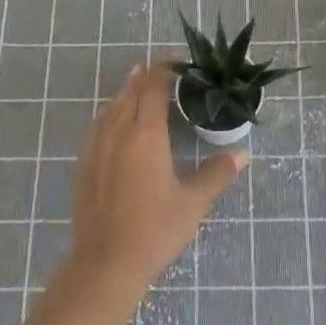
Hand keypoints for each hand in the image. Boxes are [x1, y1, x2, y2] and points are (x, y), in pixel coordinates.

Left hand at [69, 63, 248, 291]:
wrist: (105, 263)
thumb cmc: (154, 230)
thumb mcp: (193, 202)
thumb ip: (217, 173)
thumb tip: (242, 153)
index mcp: (145, 134)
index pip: (154, 87)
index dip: (166, 69)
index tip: (181, 62)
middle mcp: (117, 131)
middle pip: (130, 91)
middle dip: (147, 76)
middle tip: (167, 71)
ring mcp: (96, 147)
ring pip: (111, 106)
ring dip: (127, 92)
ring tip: (141, 85)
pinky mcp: (84, 163)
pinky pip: (98, 125)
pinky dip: (112, 112)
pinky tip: (117, 121)